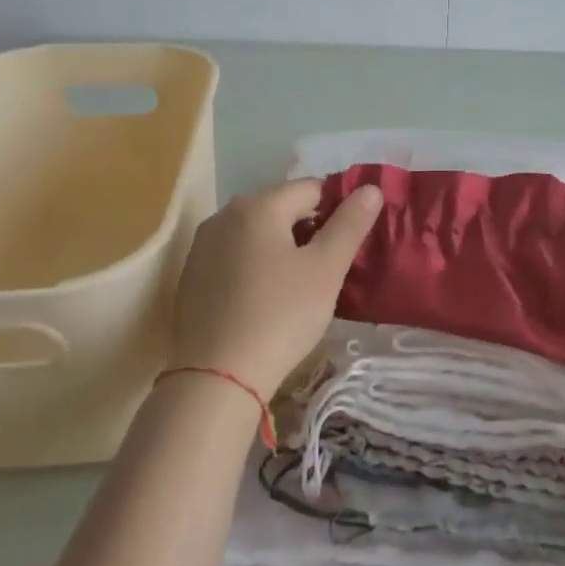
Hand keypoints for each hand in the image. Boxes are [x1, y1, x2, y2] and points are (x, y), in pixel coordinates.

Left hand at [166, 179, 381, 399]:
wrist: (218, 377)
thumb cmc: (281, 315)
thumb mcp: (326, 269)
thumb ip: (350, 223)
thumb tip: (371, 188)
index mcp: (258, 205)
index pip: (312, 188)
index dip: (339, 210)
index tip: (351, 245)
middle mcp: (224, 214)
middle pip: (282, 208)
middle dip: (311, 229)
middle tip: (330, 268)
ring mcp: (203, 246)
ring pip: (258, 233)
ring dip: (284, 247)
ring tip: (302, 285)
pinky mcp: (193, 276)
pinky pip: (236, 256)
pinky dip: (257, 266)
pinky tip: (267, 298)